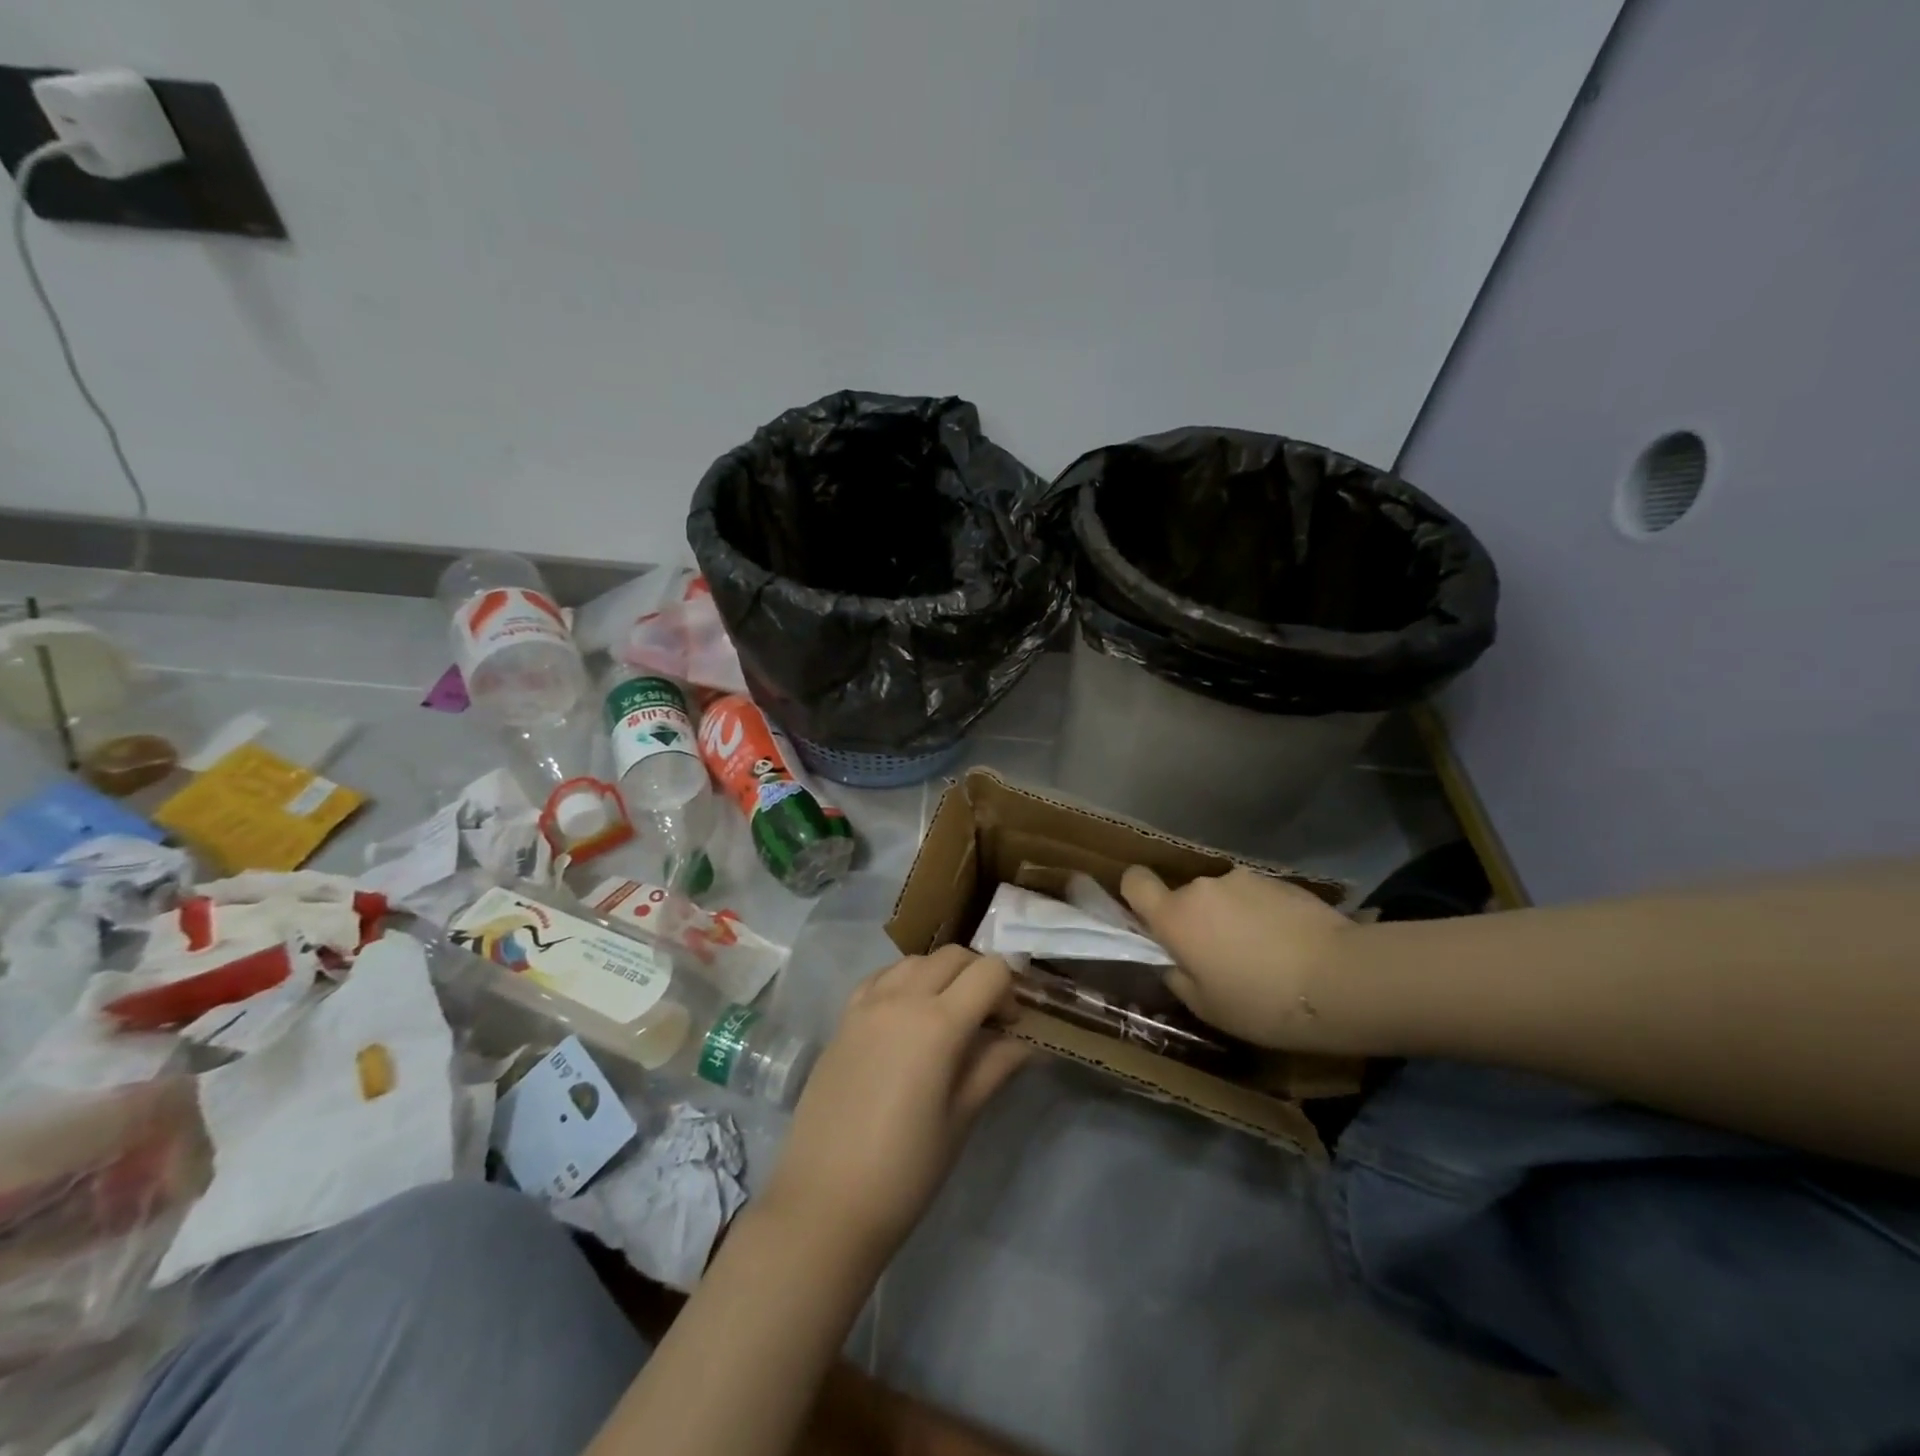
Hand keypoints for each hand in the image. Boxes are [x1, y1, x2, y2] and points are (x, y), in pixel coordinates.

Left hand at [762, 945, 1033, 1266]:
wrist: (825, 1203)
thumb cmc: (905, 1170)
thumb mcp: (961, 1118)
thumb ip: (995, 1066)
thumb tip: (1027, 1042)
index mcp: (938, 1023)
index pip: (990, 972)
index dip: (1010, 991)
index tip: (1011, 1026)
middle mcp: (901, 998)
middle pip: (953, 956)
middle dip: (979, 976)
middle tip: (987, 1019)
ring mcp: (866, 1004)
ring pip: (916, 961)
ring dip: (941, 975)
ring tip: (947, 1016)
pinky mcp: (843, 1018)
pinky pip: (880, 978)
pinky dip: (903, 981)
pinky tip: (906, 1016)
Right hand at [1121, 865, 1354, 1051]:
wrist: (1340, 978)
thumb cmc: (1261, 1002)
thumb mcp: (1207, 1007)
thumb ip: (1178, 976)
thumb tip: (1174, 961)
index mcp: (1175, 916)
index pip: (1135, 881)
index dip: (1136, 896)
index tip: (1152, 922)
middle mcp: (1202, 887)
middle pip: (1185, 897)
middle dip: (1196, 921)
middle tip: (1221, 959)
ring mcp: (1243, 879)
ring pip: (1223, 898)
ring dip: (1232, 918)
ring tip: (1263, 955)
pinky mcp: (1280, 880)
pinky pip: (1256, 898)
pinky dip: (1263, 916)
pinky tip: (1289, 946)